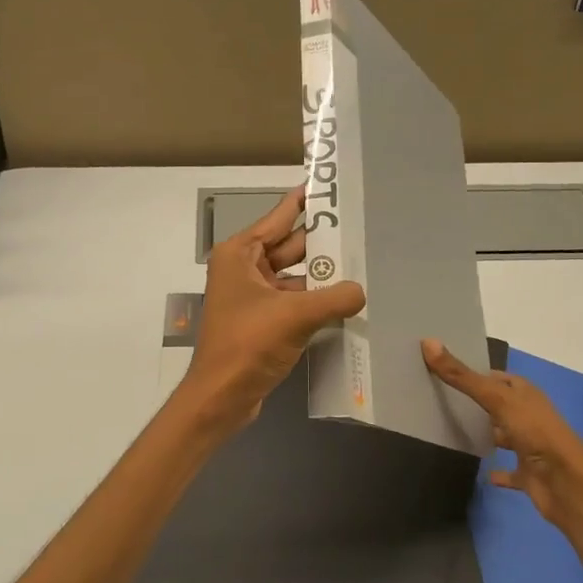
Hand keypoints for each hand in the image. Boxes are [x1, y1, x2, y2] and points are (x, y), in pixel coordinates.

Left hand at [179, 187, 366, 434]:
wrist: (220, 397)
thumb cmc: (248, 344)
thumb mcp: (295, 316)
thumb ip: (334, 298)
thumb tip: (362, 291)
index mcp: (240, 255)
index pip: (278, 218)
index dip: (303, 202)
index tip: (326, 185)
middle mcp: (243, 269)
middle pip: (289, 247)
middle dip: (322, 241)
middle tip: (359, 227)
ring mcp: (251, 297)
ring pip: (293, 276)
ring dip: (321, 275)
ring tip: (361, 263)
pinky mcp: (260, 322)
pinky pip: (292, 301)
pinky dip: (315, 300)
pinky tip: (344, 300)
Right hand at [422, 339, 582, 529]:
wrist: (566, 483)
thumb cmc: (534, 432)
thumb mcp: (496, 398)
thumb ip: (462, 376)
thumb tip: (428, 342)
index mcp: (525, 394)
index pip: (498, 378)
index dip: (476, 373)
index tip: (447, 372)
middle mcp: (529, 416)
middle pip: (501, 405)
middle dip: (479, 403)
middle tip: (444, 399)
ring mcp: (531, 446)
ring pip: (505, 435)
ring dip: (489, 434)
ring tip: (455, 431)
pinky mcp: (529, 474)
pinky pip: (510, 471)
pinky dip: (499, 473)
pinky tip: (483, 473)